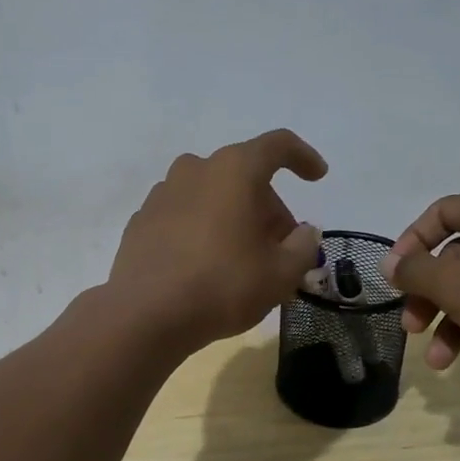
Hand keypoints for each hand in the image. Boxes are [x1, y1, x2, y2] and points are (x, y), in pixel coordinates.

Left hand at [107, 129, 327, 351]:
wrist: (145, 314)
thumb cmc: (223, 285)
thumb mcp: (281, 273)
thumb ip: (303, 246)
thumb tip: (304, 233)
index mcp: (234, 170)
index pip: (277, 146)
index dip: (303, 157)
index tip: (317, 177)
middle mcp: (195, 169)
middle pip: (244, 176)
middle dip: (269, 208)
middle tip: (281, 249)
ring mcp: (162, 193)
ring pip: (212, 195)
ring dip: (234, 217)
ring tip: (244, 259)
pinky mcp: (141, 220)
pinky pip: (184, 215)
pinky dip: (202, 230)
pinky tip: (206, 266)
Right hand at [380, 187, 459, 389]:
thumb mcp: (455, 285)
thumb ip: (415, 271)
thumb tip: (391, 264)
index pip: (440, 213)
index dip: (410, 244)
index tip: (395, 278)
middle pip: (457, 256)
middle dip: (431, 298)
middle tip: (412, 328)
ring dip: (454, 323)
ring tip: (441, 362)